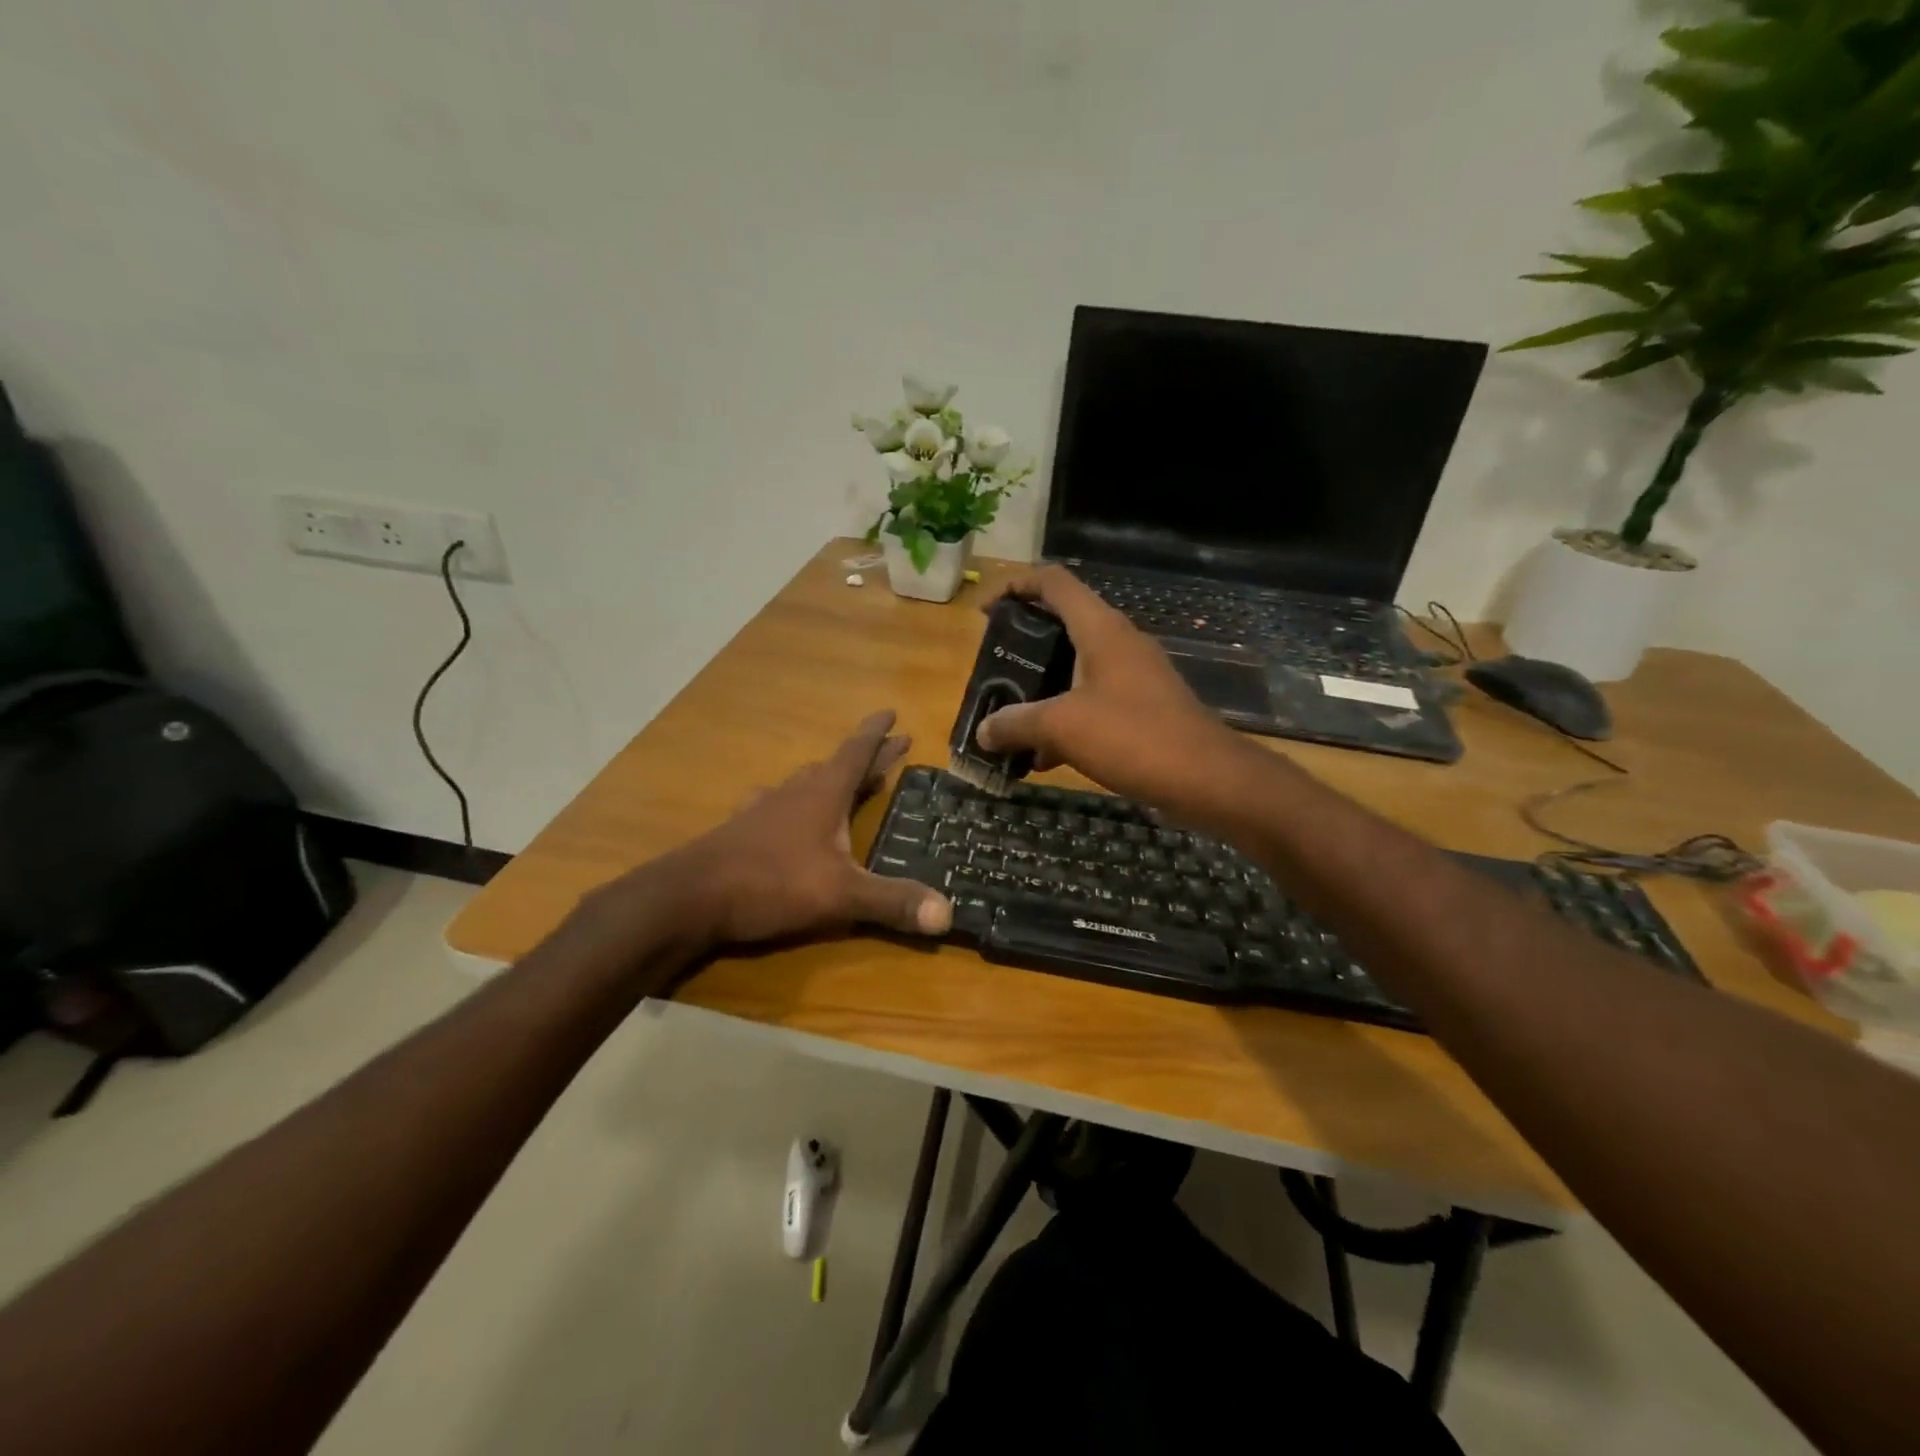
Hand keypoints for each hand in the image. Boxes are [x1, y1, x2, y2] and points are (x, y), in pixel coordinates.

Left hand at [671, 710, 952, 946]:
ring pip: (804, 783)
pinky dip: (793, 803)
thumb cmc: (771, 883)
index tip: (893, 713)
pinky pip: (777, 805)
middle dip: (868, 757)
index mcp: (823, 794)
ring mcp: (765, 810)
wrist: (690, 897)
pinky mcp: (743, 831)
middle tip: (893, 745)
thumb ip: (892, 902)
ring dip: (829, 777)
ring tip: (843, 779)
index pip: (857, 752)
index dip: (878, 734)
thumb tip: (949, 913)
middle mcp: (795, 793)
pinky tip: (783, 811)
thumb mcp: (841, 895)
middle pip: (836, 765)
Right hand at [975, 566, 1254, 815]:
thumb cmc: (1133, 737)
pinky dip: (1065, 720)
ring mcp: (1134, 677)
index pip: (1054, 582)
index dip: (1015, 586)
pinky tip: (1044, 758)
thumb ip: (1016, 723)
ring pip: (1076, 669)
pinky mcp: (1143, 709)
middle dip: (1023, 646)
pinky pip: (1092, 702)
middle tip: (994, 670)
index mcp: (1100, 630)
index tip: (985, 612)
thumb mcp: (1062, 727)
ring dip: (1041, 689)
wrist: (1208, 780)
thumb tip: (983, 731)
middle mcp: (1119, 644)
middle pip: (1062, 624)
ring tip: (1009, 719)